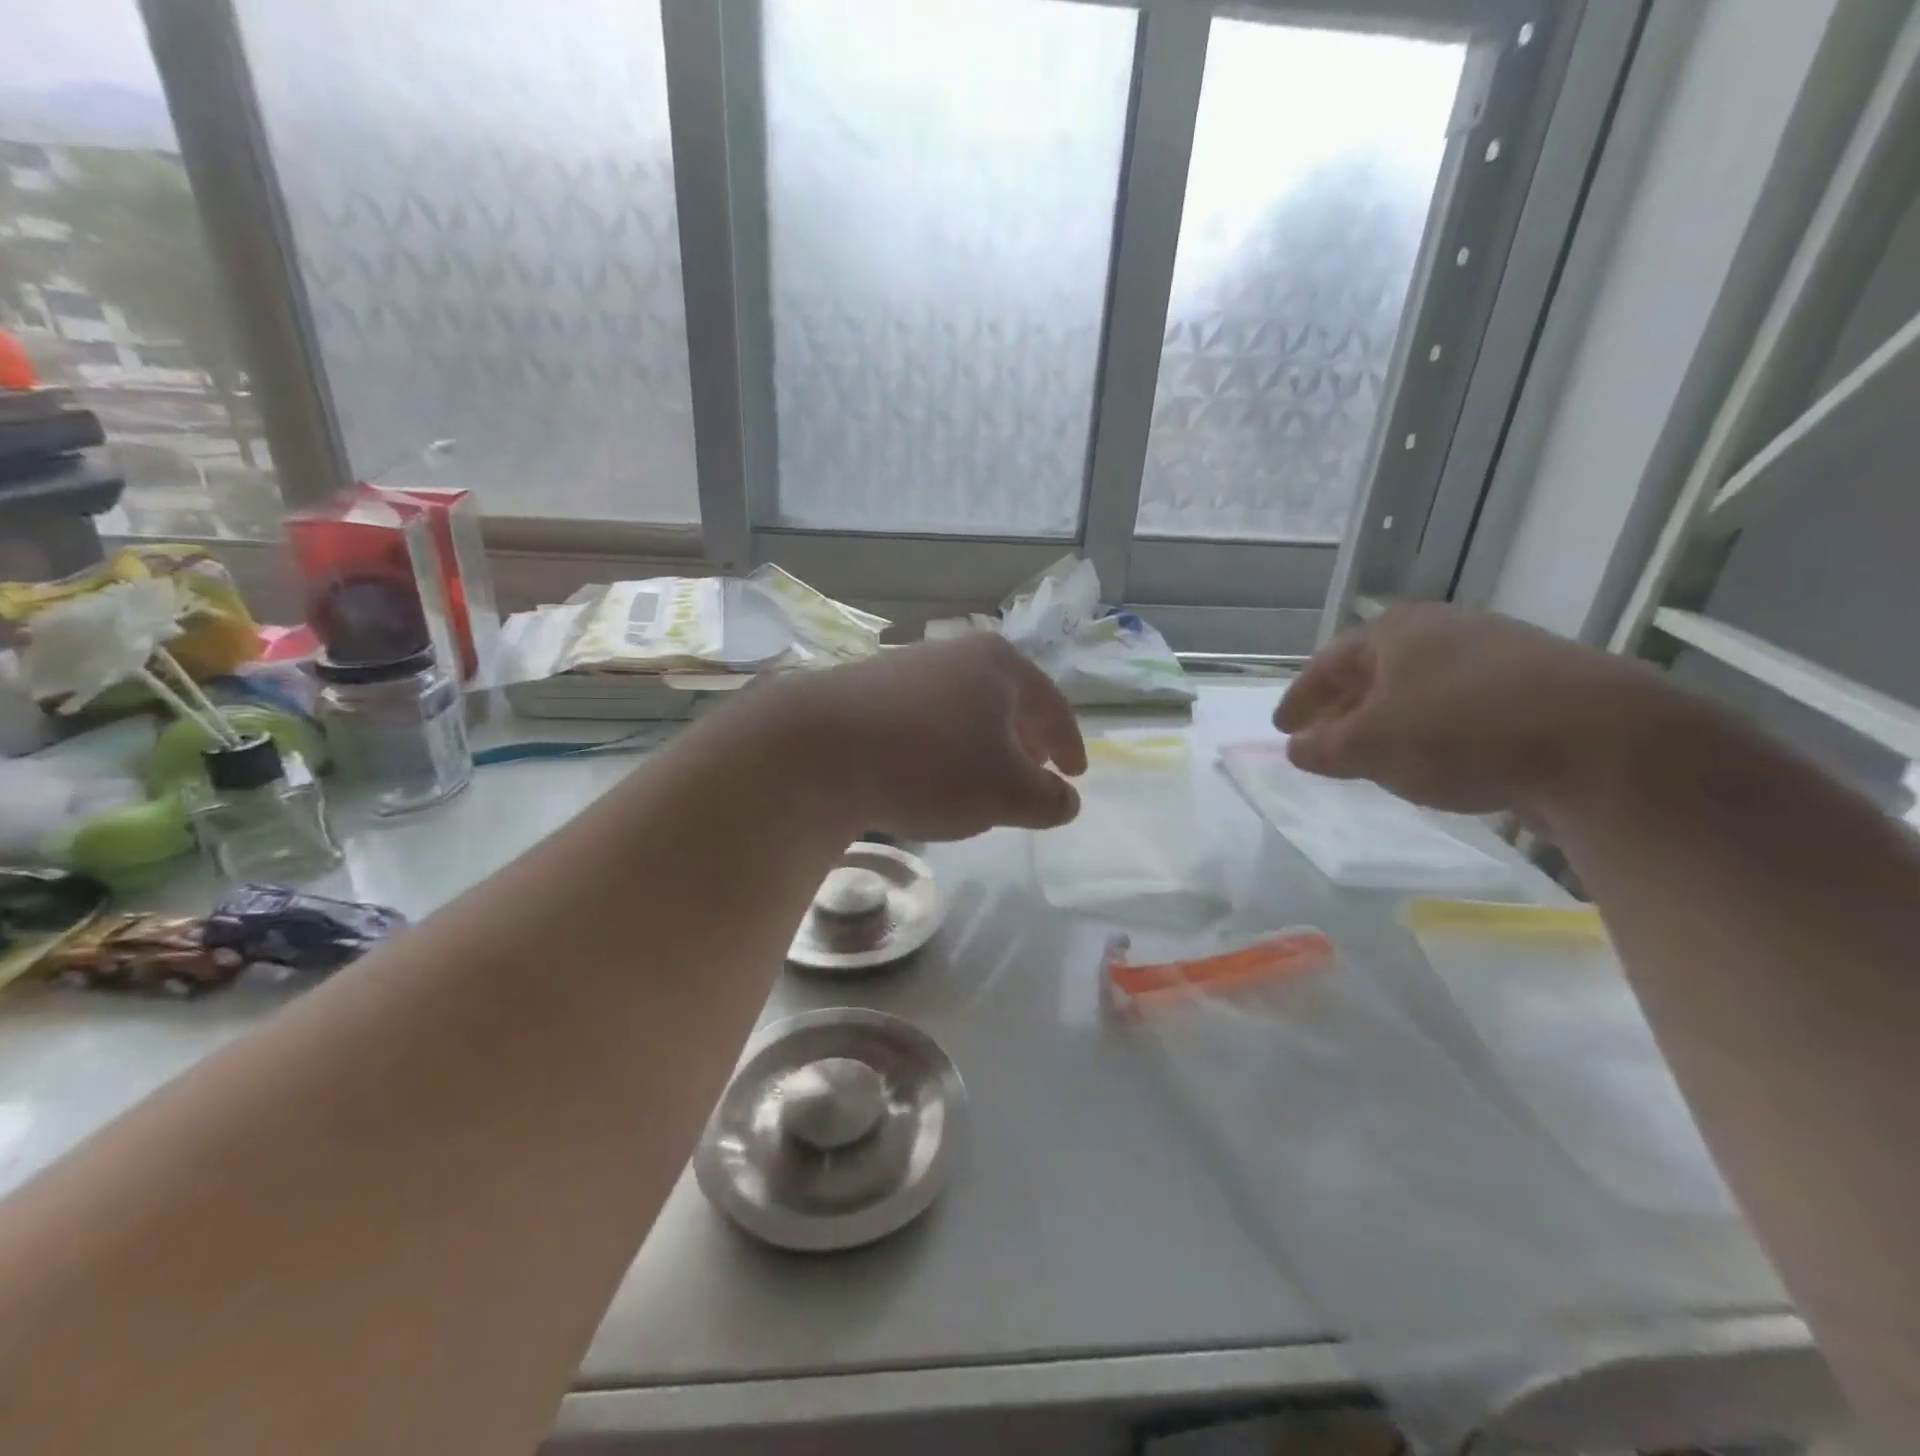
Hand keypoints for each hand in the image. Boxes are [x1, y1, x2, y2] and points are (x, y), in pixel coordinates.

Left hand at [779, 633, 1087, 839]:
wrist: (817, 748)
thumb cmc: (931, 764)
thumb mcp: (1007, 793)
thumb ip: (1048, 799)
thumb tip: (1067, 800)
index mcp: (999, 665)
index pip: (1051, 704)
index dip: (1068, 743)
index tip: (1076, 774)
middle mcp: (954, 653)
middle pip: (1005, 698)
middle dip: (1025, 739)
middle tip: (1035, 771)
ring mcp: (906, 666)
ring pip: (962, 707)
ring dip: (980, 742)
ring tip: (981, 777)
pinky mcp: (865, 689)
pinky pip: (922, 718)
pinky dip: (940, 744)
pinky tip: (926, 773)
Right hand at [1275, 604, 1681, 816]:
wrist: (1608, 745)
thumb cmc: (1459, 733)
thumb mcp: (1370, 746)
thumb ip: (1324, 747)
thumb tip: (1298, 747)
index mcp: (1396, 632)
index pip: (1329, 663)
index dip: (1301, 697)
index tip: (1282, 727)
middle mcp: (1446, 631)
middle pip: (1378, 669)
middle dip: (1346, 704)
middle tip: (1323, 735)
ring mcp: (1502, 654)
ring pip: (1425, 687)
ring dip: (1393, 717)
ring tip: (1378, 751)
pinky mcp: (1546, 687)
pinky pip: (1467, 706)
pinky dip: (1439, 728)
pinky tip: (1443, 757)